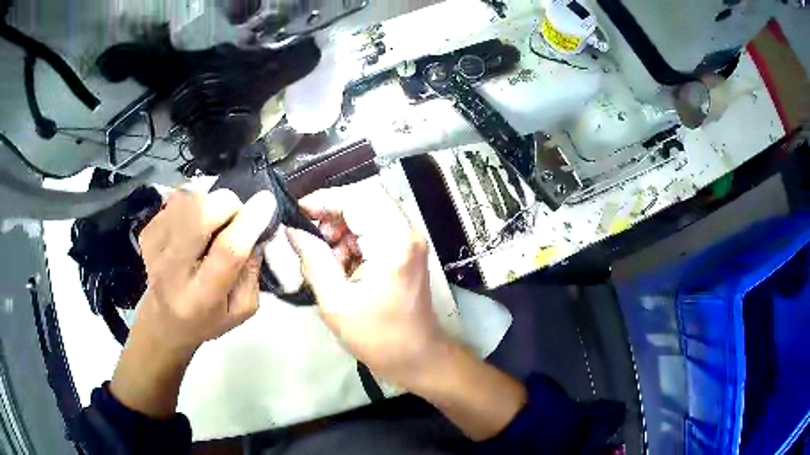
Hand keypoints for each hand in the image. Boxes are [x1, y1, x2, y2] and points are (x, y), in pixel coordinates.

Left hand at [111, 189, 274, 417]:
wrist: (164, 322)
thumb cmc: (207, 319)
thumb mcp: (242, 309)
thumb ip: (252, 272)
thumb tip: (257, 230)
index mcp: (202, 297)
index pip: (227, 251)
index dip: (249, 222)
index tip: (267, 202)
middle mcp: (173, 271)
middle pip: (199, 215)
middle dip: (227, 204)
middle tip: (235, 216)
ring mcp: (155, 248)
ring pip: (187, 201)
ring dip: (209, 203)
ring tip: (213, 222)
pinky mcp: (146, 232)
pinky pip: (175, 200)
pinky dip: (192, 203)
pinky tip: (194, 223)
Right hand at [288, 182, 526, 440]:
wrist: (417, 357)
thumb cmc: (379, 338)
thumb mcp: (337, 303)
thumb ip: (313, 260)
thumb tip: (291, 230)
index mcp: (393, 243)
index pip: (358, 197)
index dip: (324, 199)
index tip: (296, 213)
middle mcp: (406, 233)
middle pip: (364, 199)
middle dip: (331, 213)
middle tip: (307, 236)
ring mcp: (408, 240)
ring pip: (367, 212)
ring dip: (340, 228)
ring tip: (322, 255)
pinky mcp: (404, 250)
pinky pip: (373, 229)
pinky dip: (351, 239)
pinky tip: (338, 264)